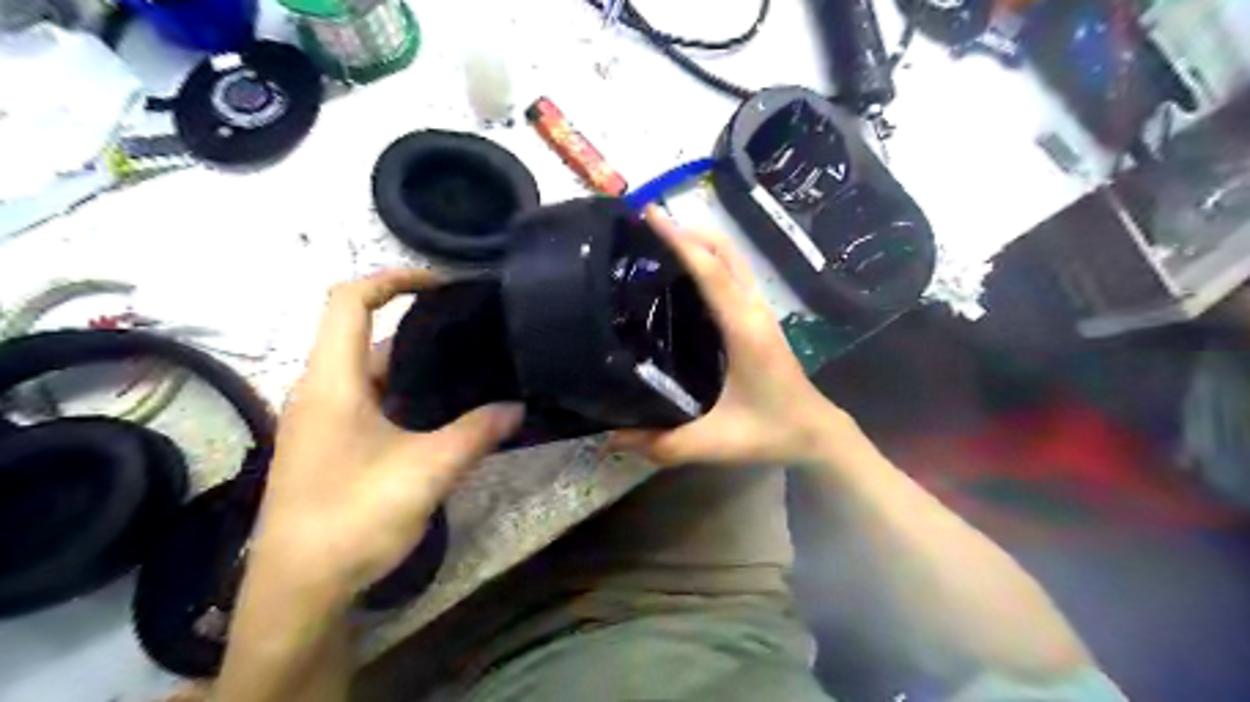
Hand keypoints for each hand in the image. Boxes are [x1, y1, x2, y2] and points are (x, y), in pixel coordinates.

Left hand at [257, 272, 522, 599]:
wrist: (299, 590)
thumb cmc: (353, 517)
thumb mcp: (428, 471)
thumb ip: (477, 433)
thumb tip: (518, 408)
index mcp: (332, 382)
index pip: (349, 301)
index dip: (392, 278)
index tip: (441, 284)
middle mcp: (321, 391)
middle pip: (366, 335)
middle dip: (419, 327)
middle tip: (472, 332)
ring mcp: (323, 420)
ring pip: (372, 373)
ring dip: (417, 366)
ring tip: (469, 368)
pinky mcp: (331, 445)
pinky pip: (371, 401)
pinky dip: (407, 395)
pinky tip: (445, 413)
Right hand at [614, 210, 861, 467]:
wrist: (815, 432)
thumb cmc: (770, 431)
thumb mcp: (716, 442)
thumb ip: (665, 444)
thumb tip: (611, 437)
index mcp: (744, 329)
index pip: (711, 272)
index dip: (680, 241)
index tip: (650, 216)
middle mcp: (754, 310)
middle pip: (725, 252)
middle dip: (688, 230)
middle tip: (647, 224)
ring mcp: (760, 311)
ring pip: (732, 259)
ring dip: (700, 241)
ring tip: (660, 239)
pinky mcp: (759, 319)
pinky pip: (734, 274)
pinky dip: (709, 259)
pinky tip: (685, 273)